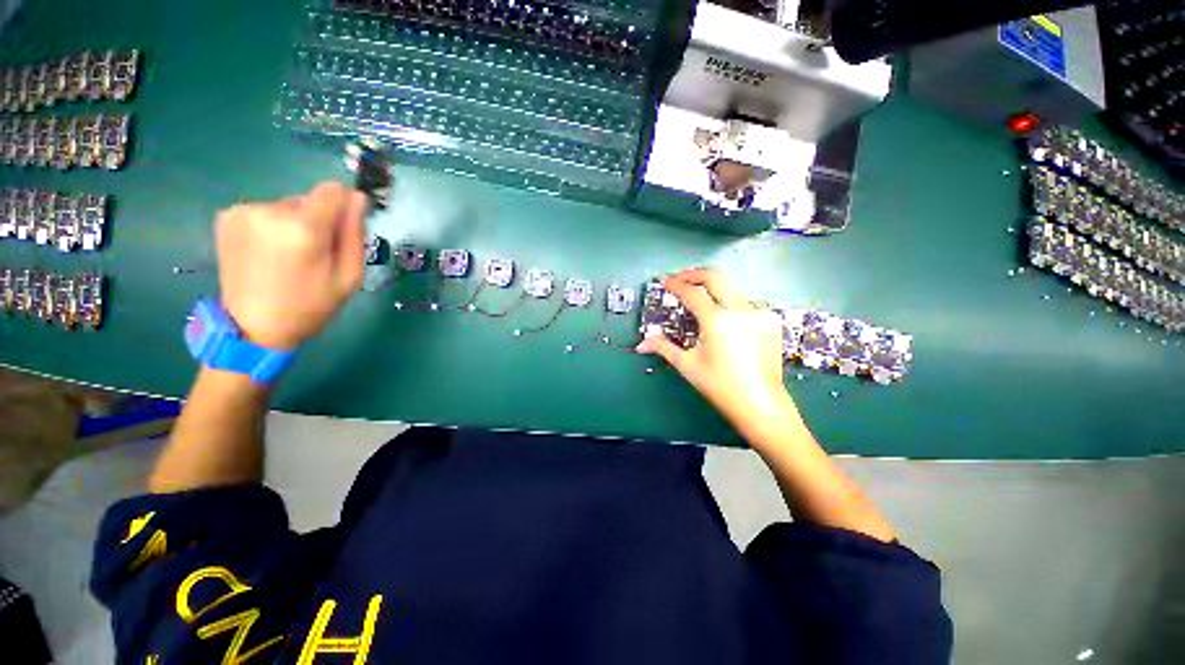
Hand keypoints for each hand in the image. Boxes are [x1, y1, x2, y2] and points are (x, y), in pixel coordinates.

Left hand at [216, 182, 366, 349]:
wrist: (253, 326)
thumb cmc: (311, 305)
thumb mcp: (349, 276)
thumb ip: (354, 234)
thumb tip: (357, 198)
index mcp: (303, 228)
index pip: (332, 190)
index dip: (342, 206)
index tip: (341, 229)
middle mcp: (269, 210)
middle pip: (309, 199)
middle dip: (318, 220)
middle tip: (314, 254)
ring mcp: (244, 212)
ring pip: (286, 205)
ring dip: (294, 224)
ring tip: (288, 256)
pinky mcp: (227, 217)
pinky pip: (265, 211)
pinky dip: (272, 226)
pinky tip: (268, 252)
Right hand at [636, 268, 792, 423]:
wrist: (760, 404)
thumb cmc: (720, 386)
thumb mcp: (687, 365)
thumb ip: (663, 347)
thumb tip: (641, 344)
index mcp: (717, 320)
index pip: (692, 292)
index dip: (675, 284)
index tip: (664, 280)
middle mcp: (739, 309)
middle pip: (715, 276)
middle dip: (693, 273)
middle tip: (679, 278)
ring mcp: (758, 313)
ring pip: (730, 288)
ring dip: (711, 288)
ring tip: (697, 297)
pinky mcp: (770, 320)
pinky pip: (744, 303)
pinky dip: (728, 303)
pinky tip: (721, 317)